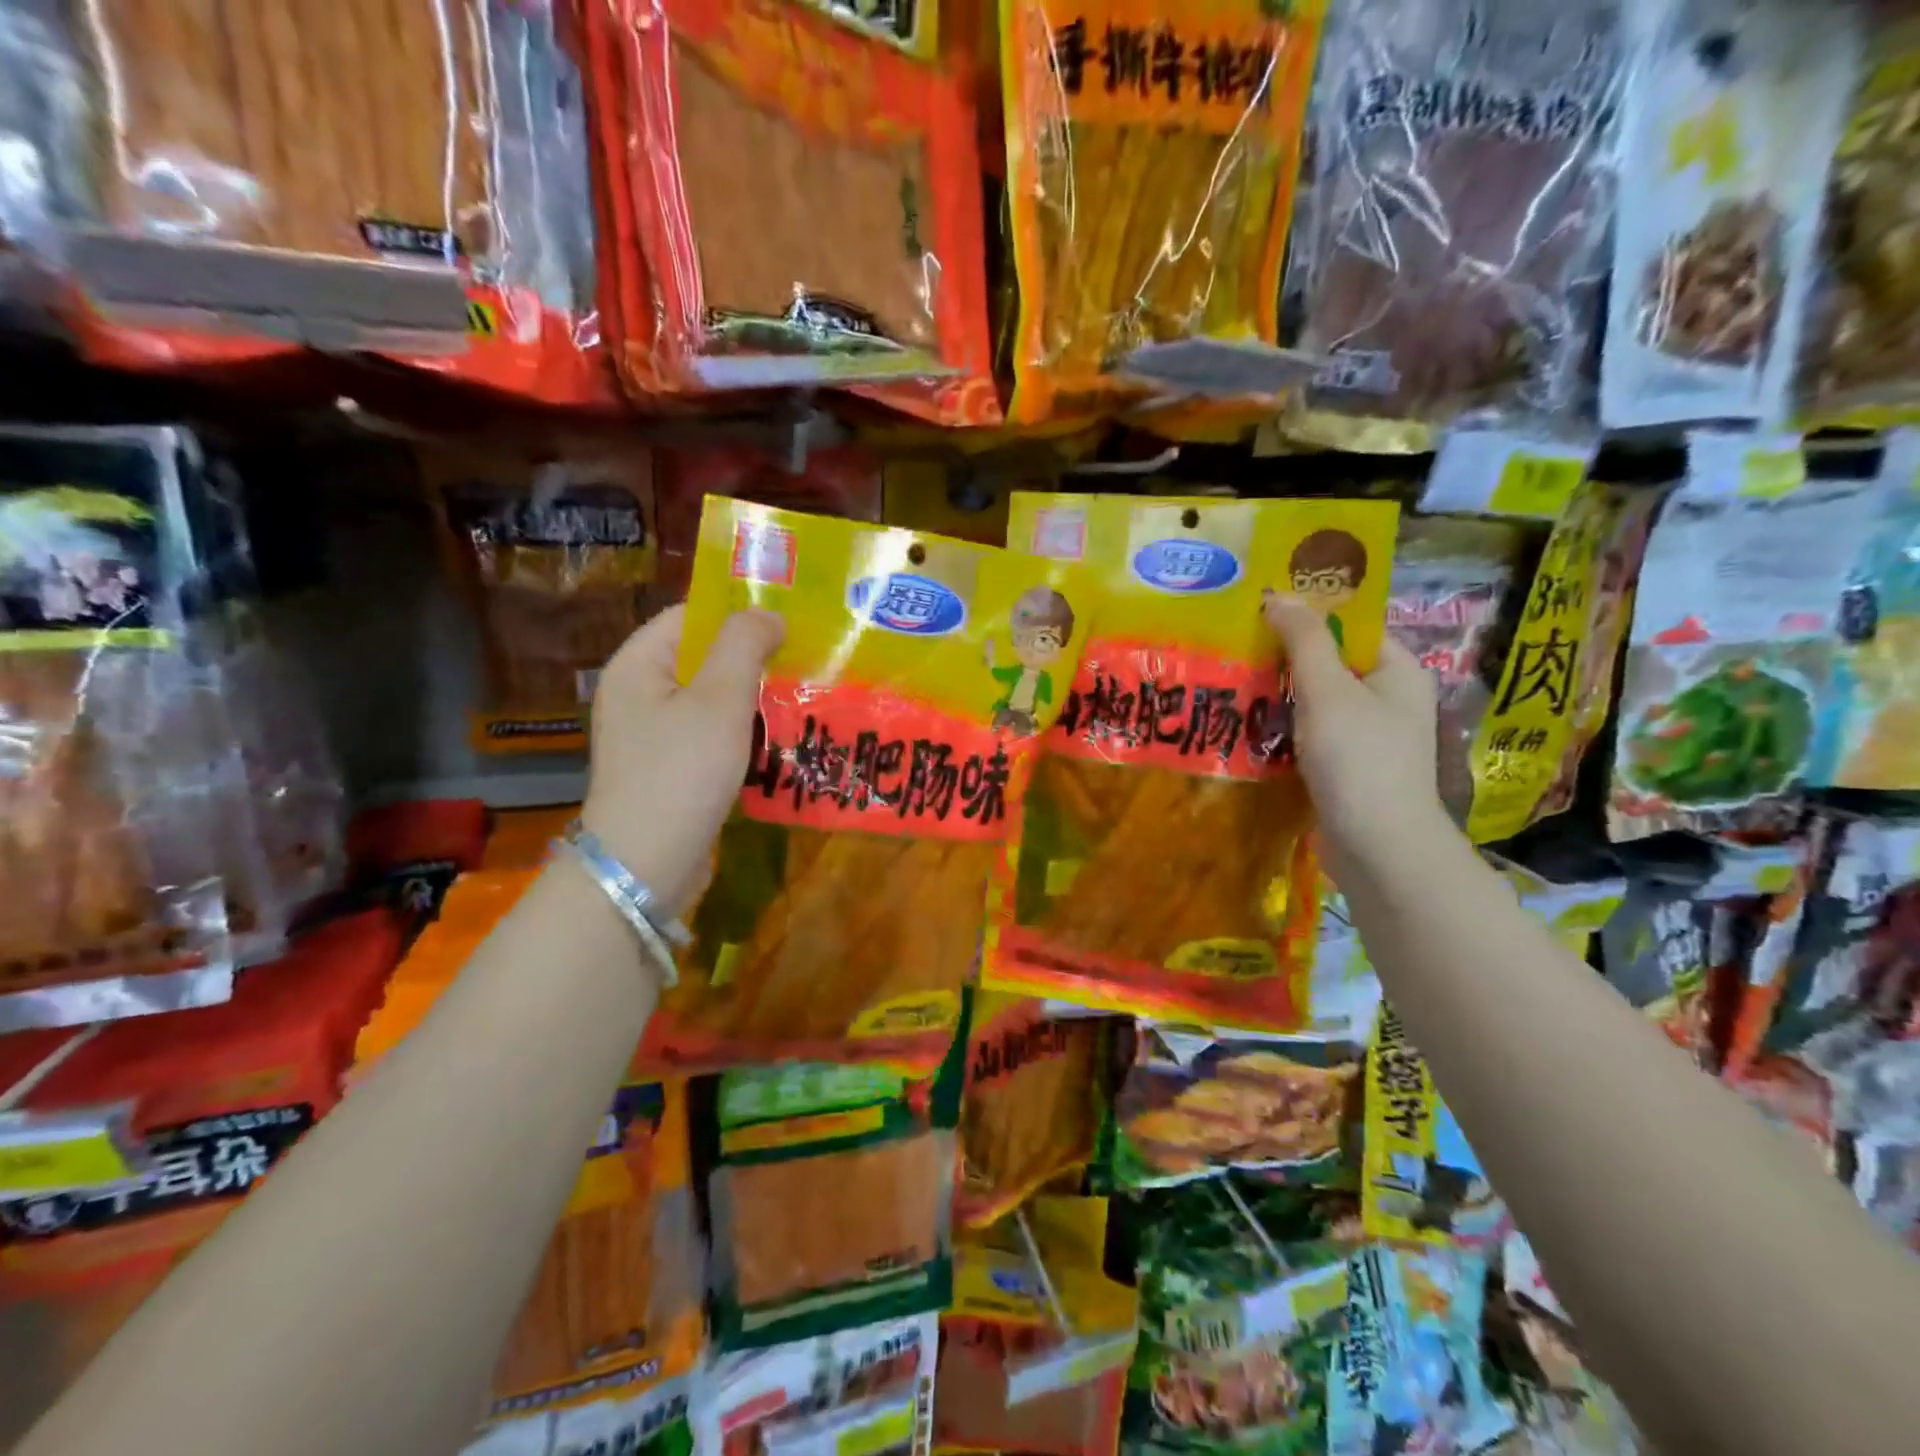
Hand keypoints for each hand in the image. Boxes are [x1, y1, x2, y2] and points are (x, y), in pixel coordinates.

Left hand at [580, 605, 783, 913]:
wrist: (646, 865)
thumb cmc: (682, 771)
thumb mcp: (719, 700)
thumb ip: (743, 645)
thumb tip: (767, 614)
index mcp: (638, 664)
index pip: (689, 616)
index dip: (737, 614)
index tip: (789, 625)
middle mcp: (638, 693)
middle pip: (701, 658)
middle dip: (751, 659)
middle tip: (803, 663)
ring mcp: (651, 735)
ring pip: (710, 699)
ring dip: (751, 698)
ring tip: (798, 699)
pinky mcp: (668, 769)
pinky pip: (709, 735)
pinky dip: (741, 733)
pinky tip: (775, 740)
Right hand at [1263, 593, 1453, 884]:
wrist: (1378, 847)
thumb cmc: (1359, 759)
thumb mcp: (1328, 690)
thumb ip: (1304, 641)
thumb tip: (1279, 595)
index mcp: (1398, 671)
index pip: (1351, 627)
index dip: (1308, 615)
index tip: (1260, 611)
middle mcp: (1388, 699)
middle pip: (1330, 664)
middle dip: (1284, 657)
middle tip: (1235, 646)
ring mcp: (1367, 737)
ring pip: (1315, 702)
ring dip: (1277, 695)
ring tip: (1230, 682)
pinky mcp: (1346, 769)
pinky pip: (1309, 735)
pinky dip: (1282, 728)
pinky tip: (1246, 726)